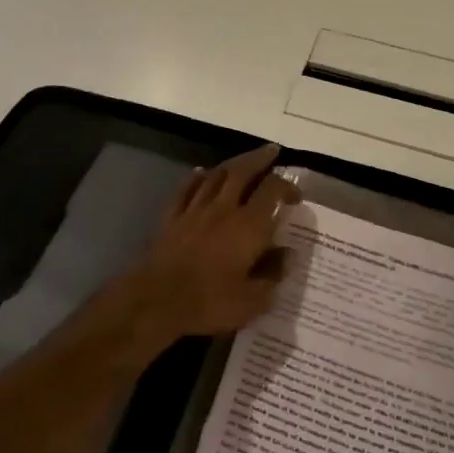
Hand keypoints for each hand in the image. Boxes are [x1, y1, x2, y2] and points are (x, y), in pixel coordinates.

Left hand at [119, 143, 294, 349]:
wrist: (157, 298)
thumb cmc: (209, 301)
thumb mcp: (252, 300)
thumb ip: (273, 274)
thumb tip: (289, 254)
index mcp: (248, 226)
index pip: (272, 191)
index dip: (287, 186)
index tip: (296, 195)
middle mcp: (224, 208)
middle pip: (243, 171)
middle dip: (260, 158)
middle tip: (272, 151)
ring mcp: (195, 209)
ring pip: (216, 175)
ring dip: (232, 164)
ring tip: (243, 160)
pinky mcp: (173, 216)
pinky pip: (187, 188)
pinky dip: (197, 177)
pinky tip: (201, 173)